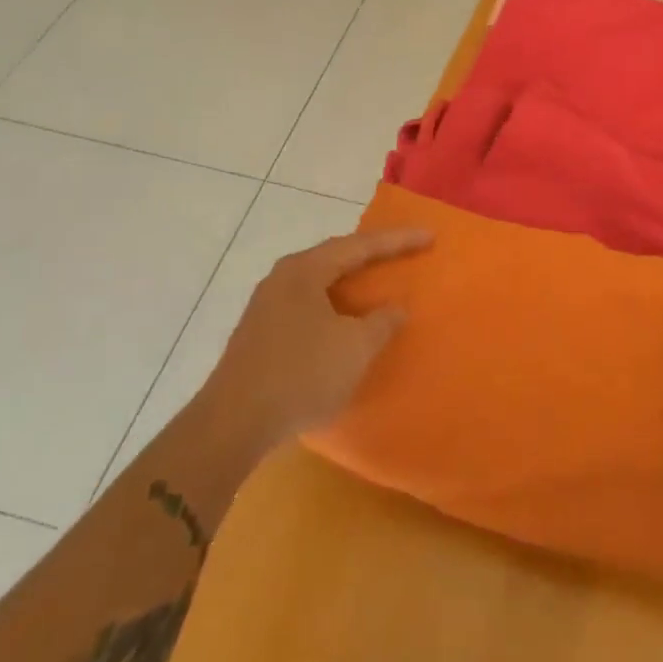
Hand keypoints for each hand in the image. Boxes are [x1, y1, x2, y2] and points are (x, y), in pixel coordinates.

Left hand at [202, 228, 431, 456]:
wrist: (233, 424)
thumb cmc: (302, 375)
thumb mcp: (355, 348)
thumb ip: (382, 322)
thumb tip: (395, 308)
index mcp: (305, 270)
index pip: (360, 246)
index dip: (398, 241)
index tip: (429, 237)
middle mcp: (282, 278)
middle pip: (335, 256)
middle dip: (371, 255)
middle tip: (403, 252)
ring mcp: (267, 305)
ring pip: (320, 281)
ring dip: (350, 281)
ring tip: (378, 281)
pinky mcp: (260, 332)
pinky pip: (308, 303)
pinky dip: (334, 304)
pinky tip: (344, 319)